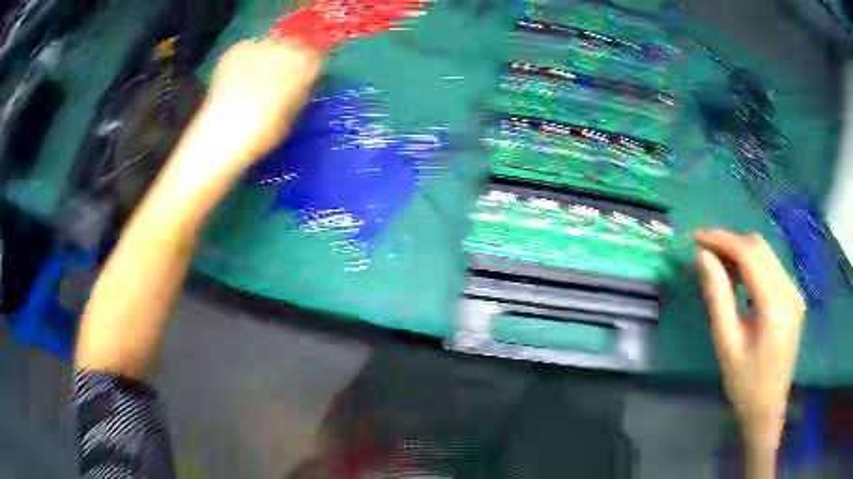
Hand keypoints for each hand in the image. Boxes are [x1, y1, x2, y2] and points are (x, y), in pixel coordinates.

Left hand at [204, 37, 323, 164]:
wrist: (225, 132)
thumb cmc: (264, 132)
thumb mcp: (293, 114)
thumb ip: (301, 91)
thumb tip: (302, 82)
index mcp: (306, 65)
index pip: (317, 55)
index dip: (311, 65)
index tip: (306, 75)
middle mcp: (286, 48)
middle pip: (294, 45)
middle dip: (289, 57)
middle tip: (280, 75)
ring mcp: (261, 46)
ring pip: (271, 45)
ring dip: (268, 56)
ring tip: (256, 76)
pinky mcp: (238, 49)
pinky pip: (248, 48)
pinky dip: (247, 58)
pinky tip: (239, 76)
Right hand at [695, 230, 805, 453]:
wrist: (767, 408)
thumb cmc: (744, 383)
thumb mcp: (727, 344)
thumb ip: (718, 297)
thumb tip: (703, 258)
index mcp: (775, 306)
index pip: (750, 255)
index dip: (723, 240)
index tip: (697, 237)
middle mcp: (790, 291)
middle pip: (760, 248)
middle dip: (731, 243)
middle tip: (705, 251)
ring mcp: (795, 293)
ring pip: (767, 255)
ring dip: (741, 253)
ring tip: (718, 265)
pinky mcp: (794, 298)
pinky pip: (772, 268)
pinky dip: (753, 265)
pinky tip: (739, 279)